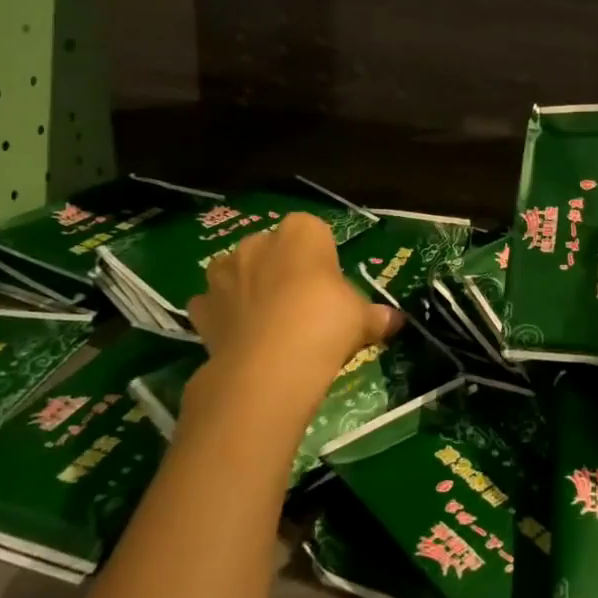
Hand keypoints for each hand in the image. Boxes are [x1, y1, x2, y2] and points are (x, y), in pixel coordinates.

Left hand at [185, 213, 401, 375]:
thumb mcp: (363, 319)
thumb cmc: (326, 324)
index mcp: (302, 233)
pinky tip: (241, 338)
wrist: (270, 366)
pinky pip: (213, 305)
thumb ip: (375, 316)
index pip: (313, 231)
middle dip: (282, 269)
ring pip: (237, 272)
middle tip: (302, 305)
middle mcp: (258, 243)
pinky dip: (223, 316)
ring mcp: (224, 274)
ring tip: (268, 322)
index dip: (321, 256)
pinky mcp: (201, 307)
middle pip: (272, 249)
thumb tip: (395, 321)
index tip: (330, 284)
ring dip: (247, 288)